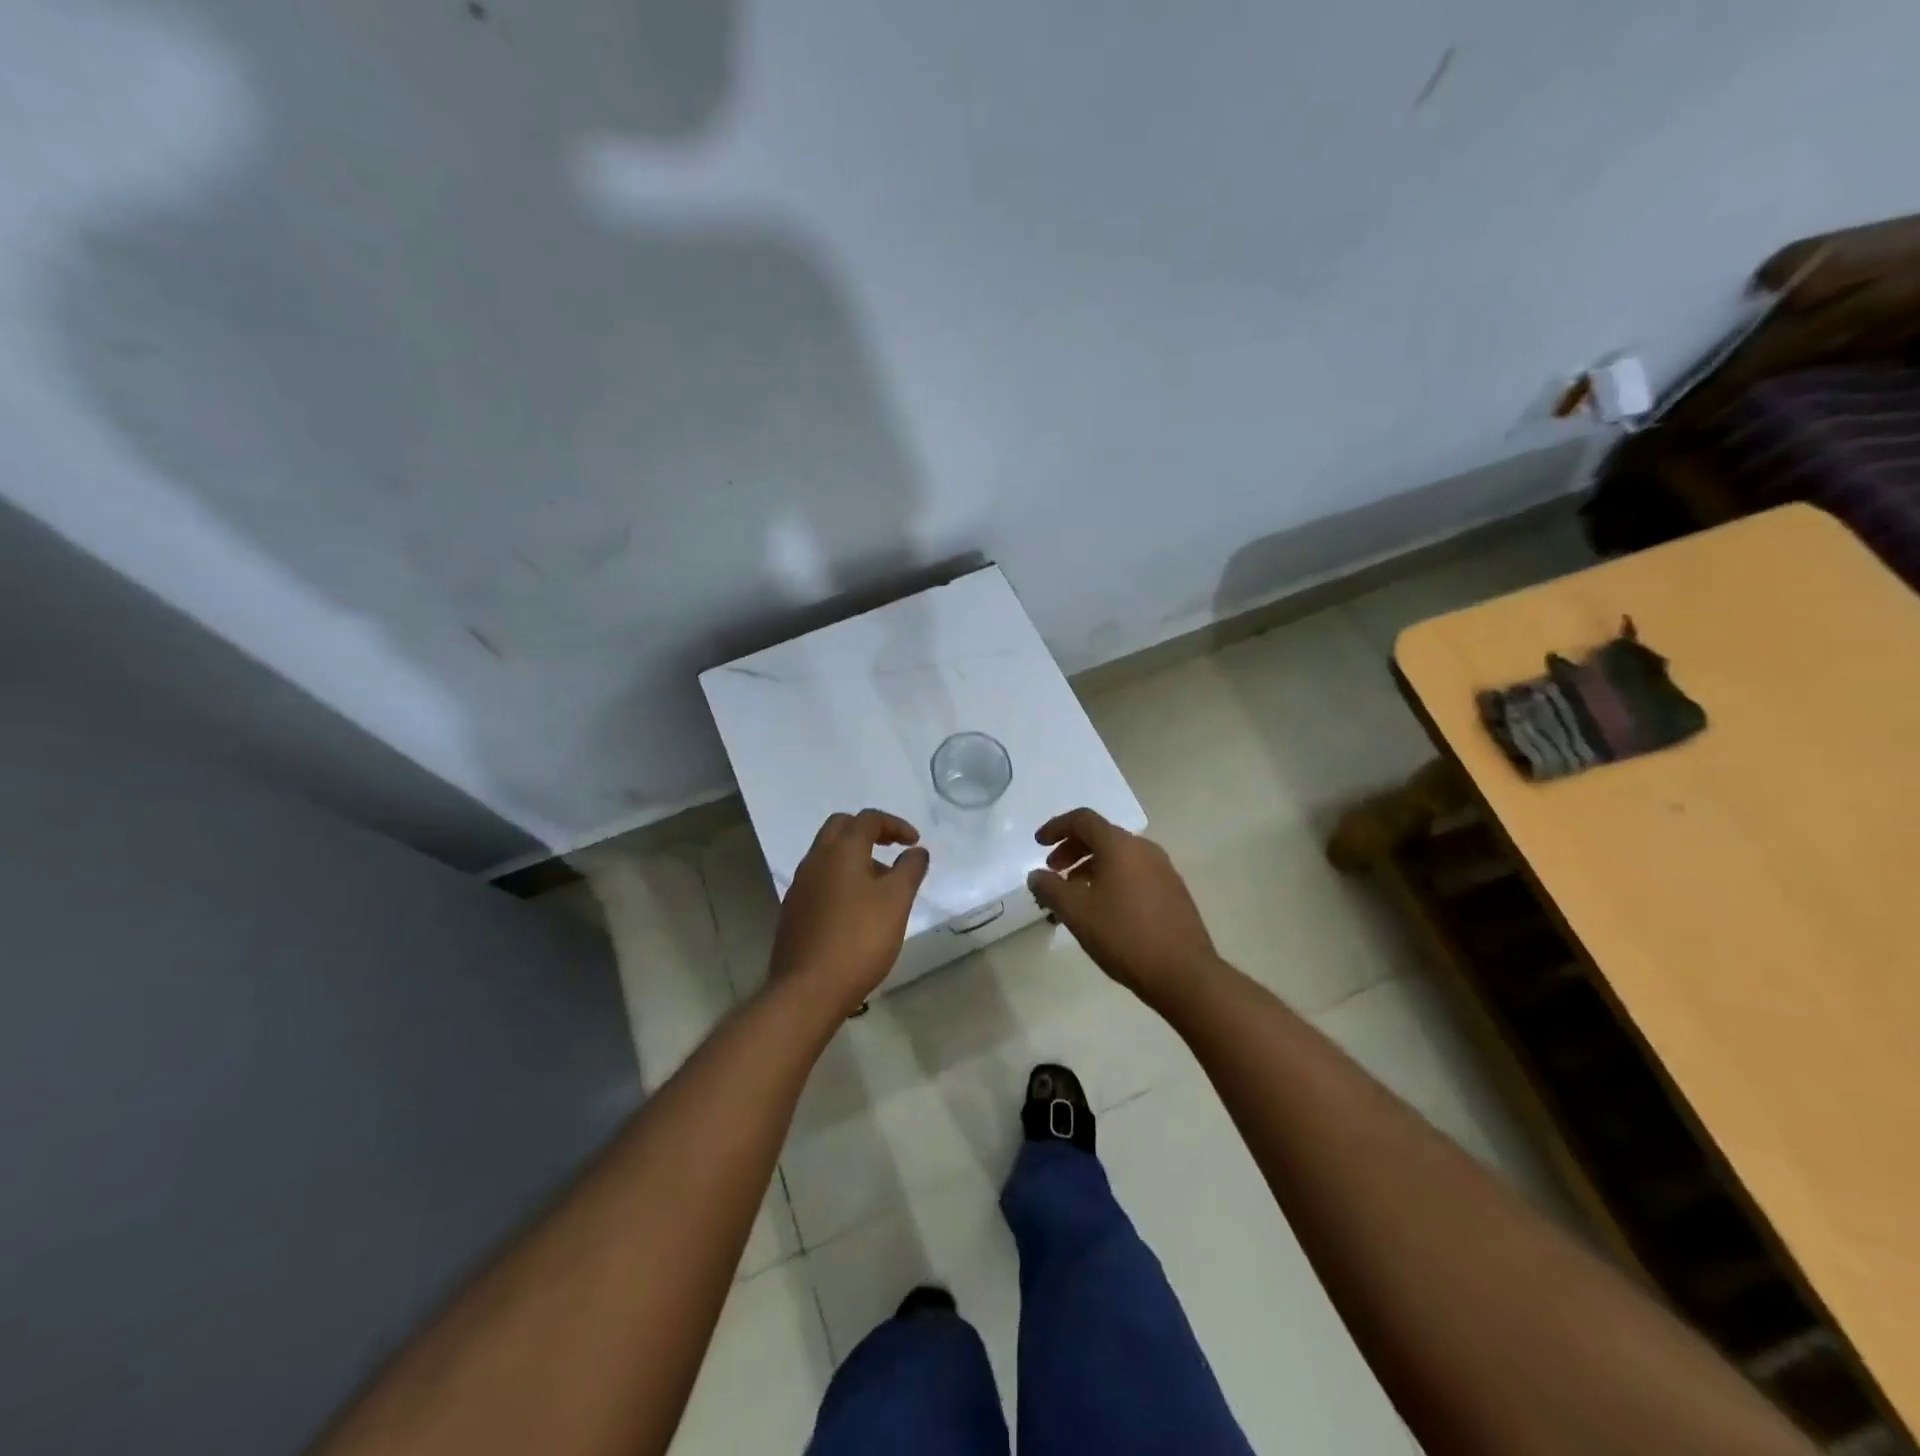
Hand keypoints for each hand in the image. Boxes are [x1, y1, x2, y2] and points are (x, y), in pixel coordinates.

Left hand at [770, 809, 930, 1017]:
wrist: (808, 989)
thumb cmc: (859, 939)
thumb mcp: (897, 901)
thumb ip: (910, 870)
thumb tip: (917, 851)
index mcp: (840, 850)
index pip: (868, 819)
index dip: (895, 825)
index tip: (915, 842)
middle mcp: (815, 860)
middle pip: (841, 828)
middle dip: (869, 833)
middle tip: (893, 850)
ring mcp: (800, 886)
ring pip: (828, 855)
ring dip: (855, 857)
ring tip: (880, 885)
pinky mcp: (793, 911)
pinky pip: (820, 880)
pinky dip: (841, 880)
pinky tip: (856, 909)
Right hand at [1028, 808, 1217, 1007]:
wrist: (1184, 974)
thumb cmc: (1124, 936)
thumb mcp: (1076, 912)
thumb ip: (1050, 888)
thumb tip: (1036, 875)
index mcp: (1120, 846)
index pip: (1083, 820)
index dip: (1056, 827)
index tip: (1038, 844)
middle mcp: (1144, 849)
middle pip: (1101, 836)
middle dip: (1072, 849)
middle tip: (1053, 872)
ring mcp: (1163, 870)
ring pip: (1118, 856)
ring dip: (1091, 866)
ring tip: (1074, 895)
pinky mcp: (1173, 891)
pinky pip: (1134, 873)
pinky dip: (1111, 879)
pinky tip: (1103, 908)